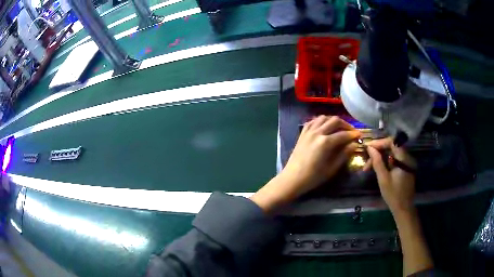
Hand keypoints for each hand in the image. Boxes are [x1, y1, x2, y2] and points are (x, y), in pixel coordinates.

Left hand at [251, 116, 360, 211]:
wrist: (292, 178)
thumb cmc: (313, 177)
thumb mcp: (331, 168)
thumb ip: (344, 155)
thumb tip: (354, 145)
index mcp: (325, 142)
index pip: (343, 134)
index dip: (353, 134)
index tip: (359, 136)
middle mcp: (317, 132)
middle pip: (335, 121)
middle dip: (345, 124)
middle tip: (351, 131)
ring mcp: (308, 131)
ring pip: (324, 117)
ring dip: (334, 120)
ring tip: (340, 128)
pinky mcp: (303, 133)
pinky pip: (313, 121)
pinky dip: (321, 121)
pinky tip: (325, 127)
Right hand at [365, 137, 416, 214]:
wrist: (403, 208)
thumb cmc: (393, 195)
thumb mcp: (383, 179)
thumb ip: (377, 162)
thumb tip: (370, 148)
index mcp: (403, 158)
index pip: (391, 142)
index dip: (379, 142)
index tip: (367, 147)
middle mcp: (407, 157)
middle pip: (391, 147)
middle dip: (378, 152)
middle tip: (366, 161)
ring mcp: (406, 162)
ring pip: (391, 153)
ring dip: (380, 157)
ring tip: (369, 167)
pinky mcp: (404, 167)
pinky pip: (394, 159)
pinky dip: (385, 161)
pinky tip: (377, 168)